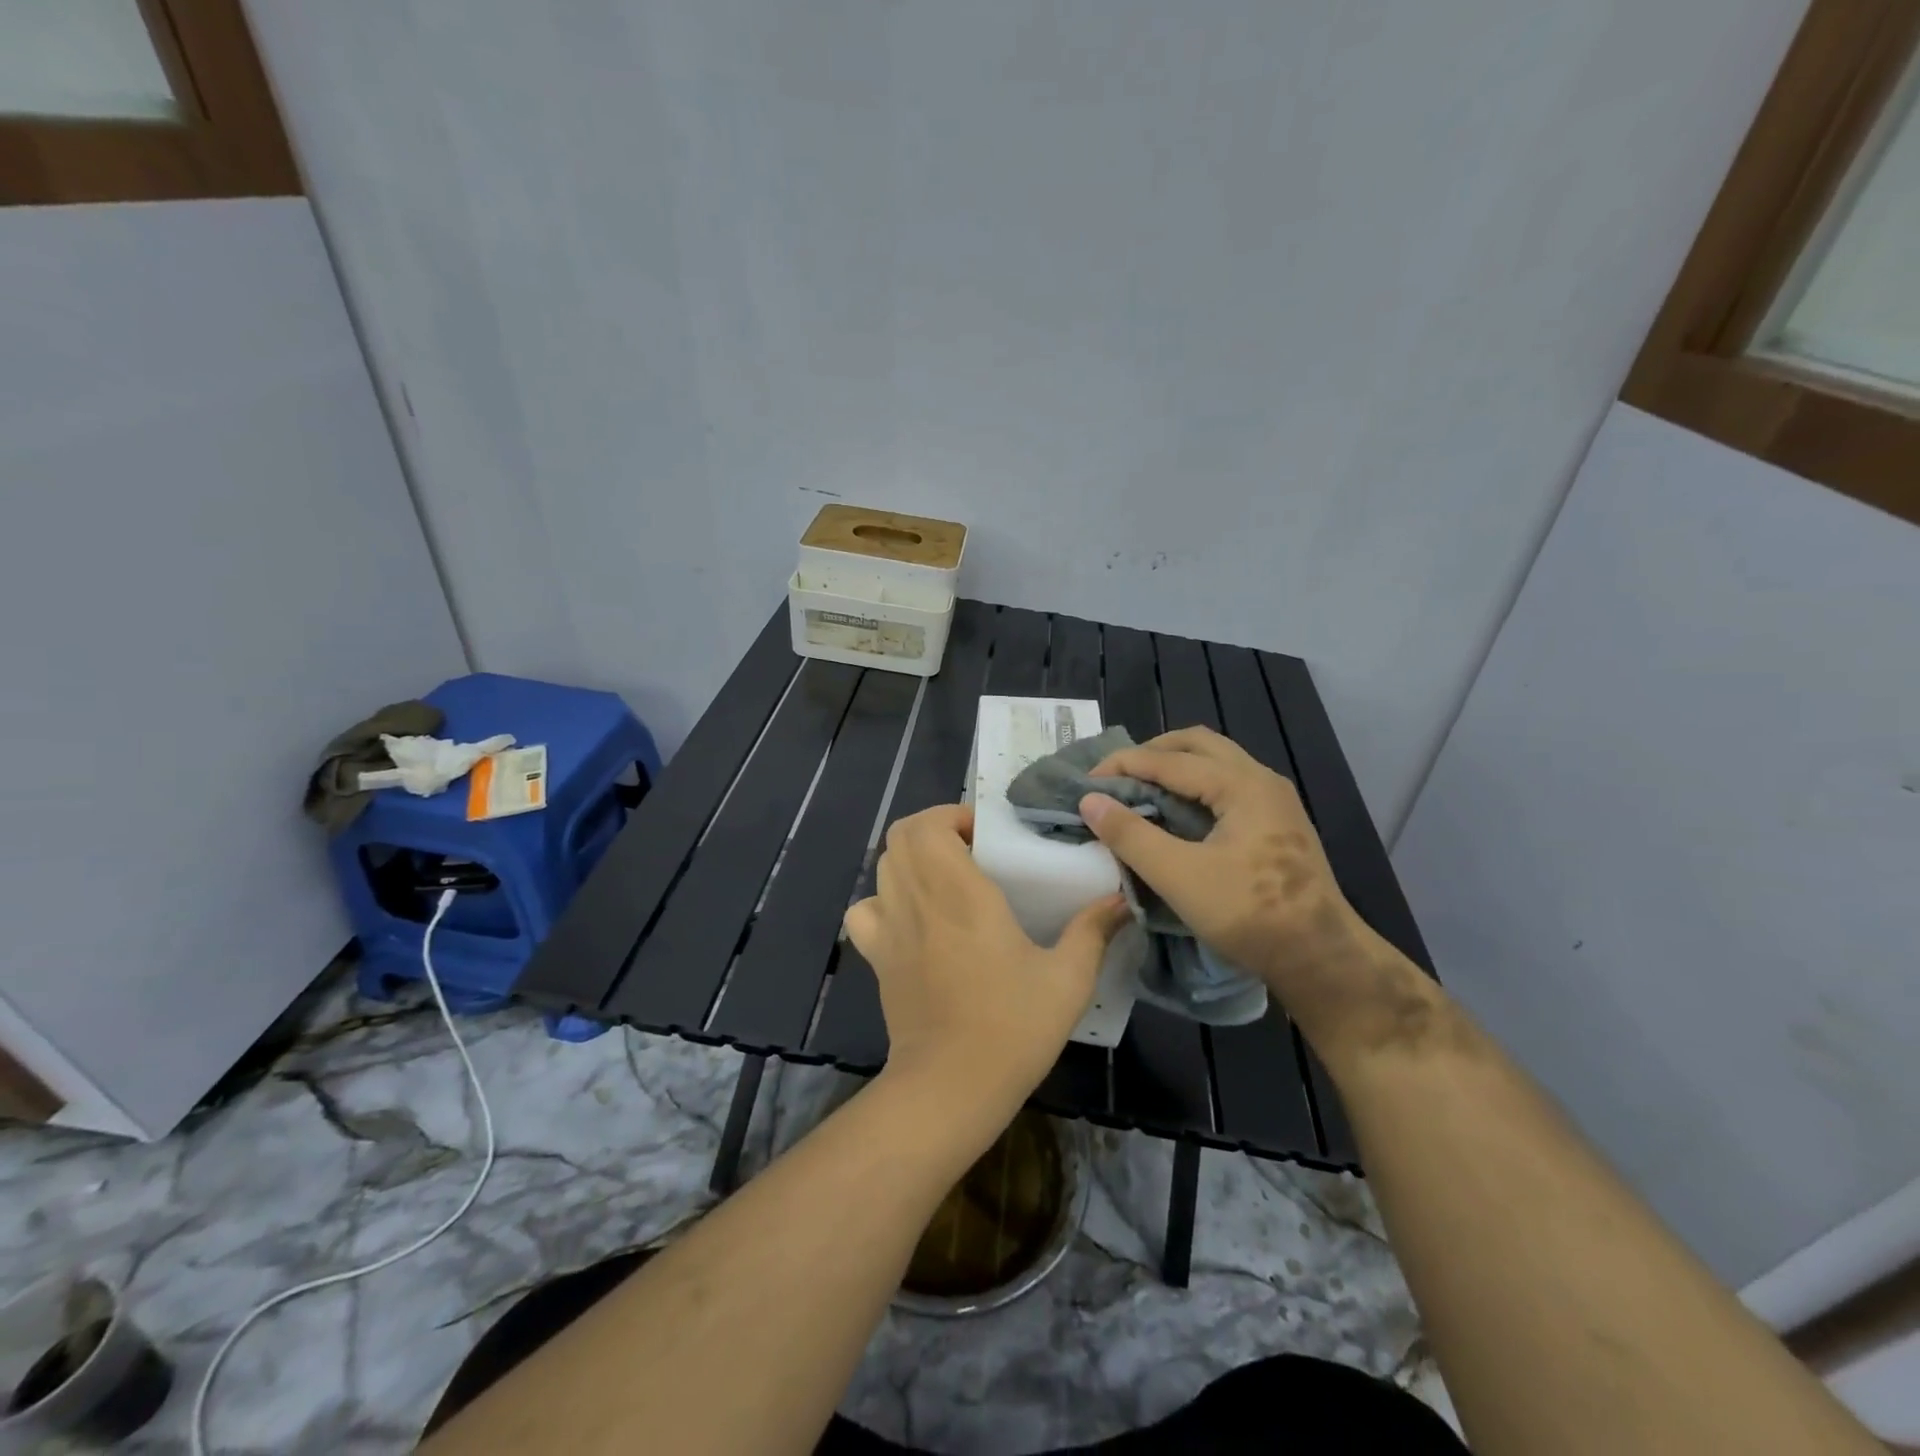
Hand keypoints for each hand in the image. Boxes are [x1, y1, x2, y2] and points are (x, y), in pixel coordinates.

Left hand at [844, 805, 1128, 1118]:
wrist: (951, 1087)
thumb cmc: (1012, 1028)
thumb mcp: (1067, 979)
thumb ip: (1092, 931)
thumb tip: (1121, 898)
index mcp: (961, 893)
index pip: (930, 825)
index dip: (952, 816)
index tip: (986, 834)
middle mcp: (917, 899)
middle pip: (900, 836)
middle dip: (932, 828)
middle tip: (970, 849)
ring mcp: (890, 929)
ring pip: (882, 866)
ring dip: (910, 858)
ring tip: (946, 878)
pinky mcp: (878, 958)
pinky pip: (864, 911)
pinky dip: (882, 900)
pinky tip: (911, 918)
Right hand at [1081, 727, 1437, 1060]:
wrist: (1321, 958)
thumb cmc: (1249, 914)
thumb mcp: (1179, 876)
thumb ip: (1131, 835)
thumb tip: (1090, 801)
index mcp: (1241, 785)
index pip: (1169, 759)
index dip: (1123, 765)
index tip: (1085, 783)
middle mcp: (1261, 780)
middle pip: (1197, 744)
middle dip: (1151, 753)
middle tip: (1116, 777)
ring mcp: (1274, 800)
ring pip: (1216, 761)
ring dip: (1174, 766)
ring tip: (1140, 789)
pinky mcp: (1277, 822)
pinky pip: (1227, 783)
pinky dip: (1194, 785)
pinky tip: (1177, 811)